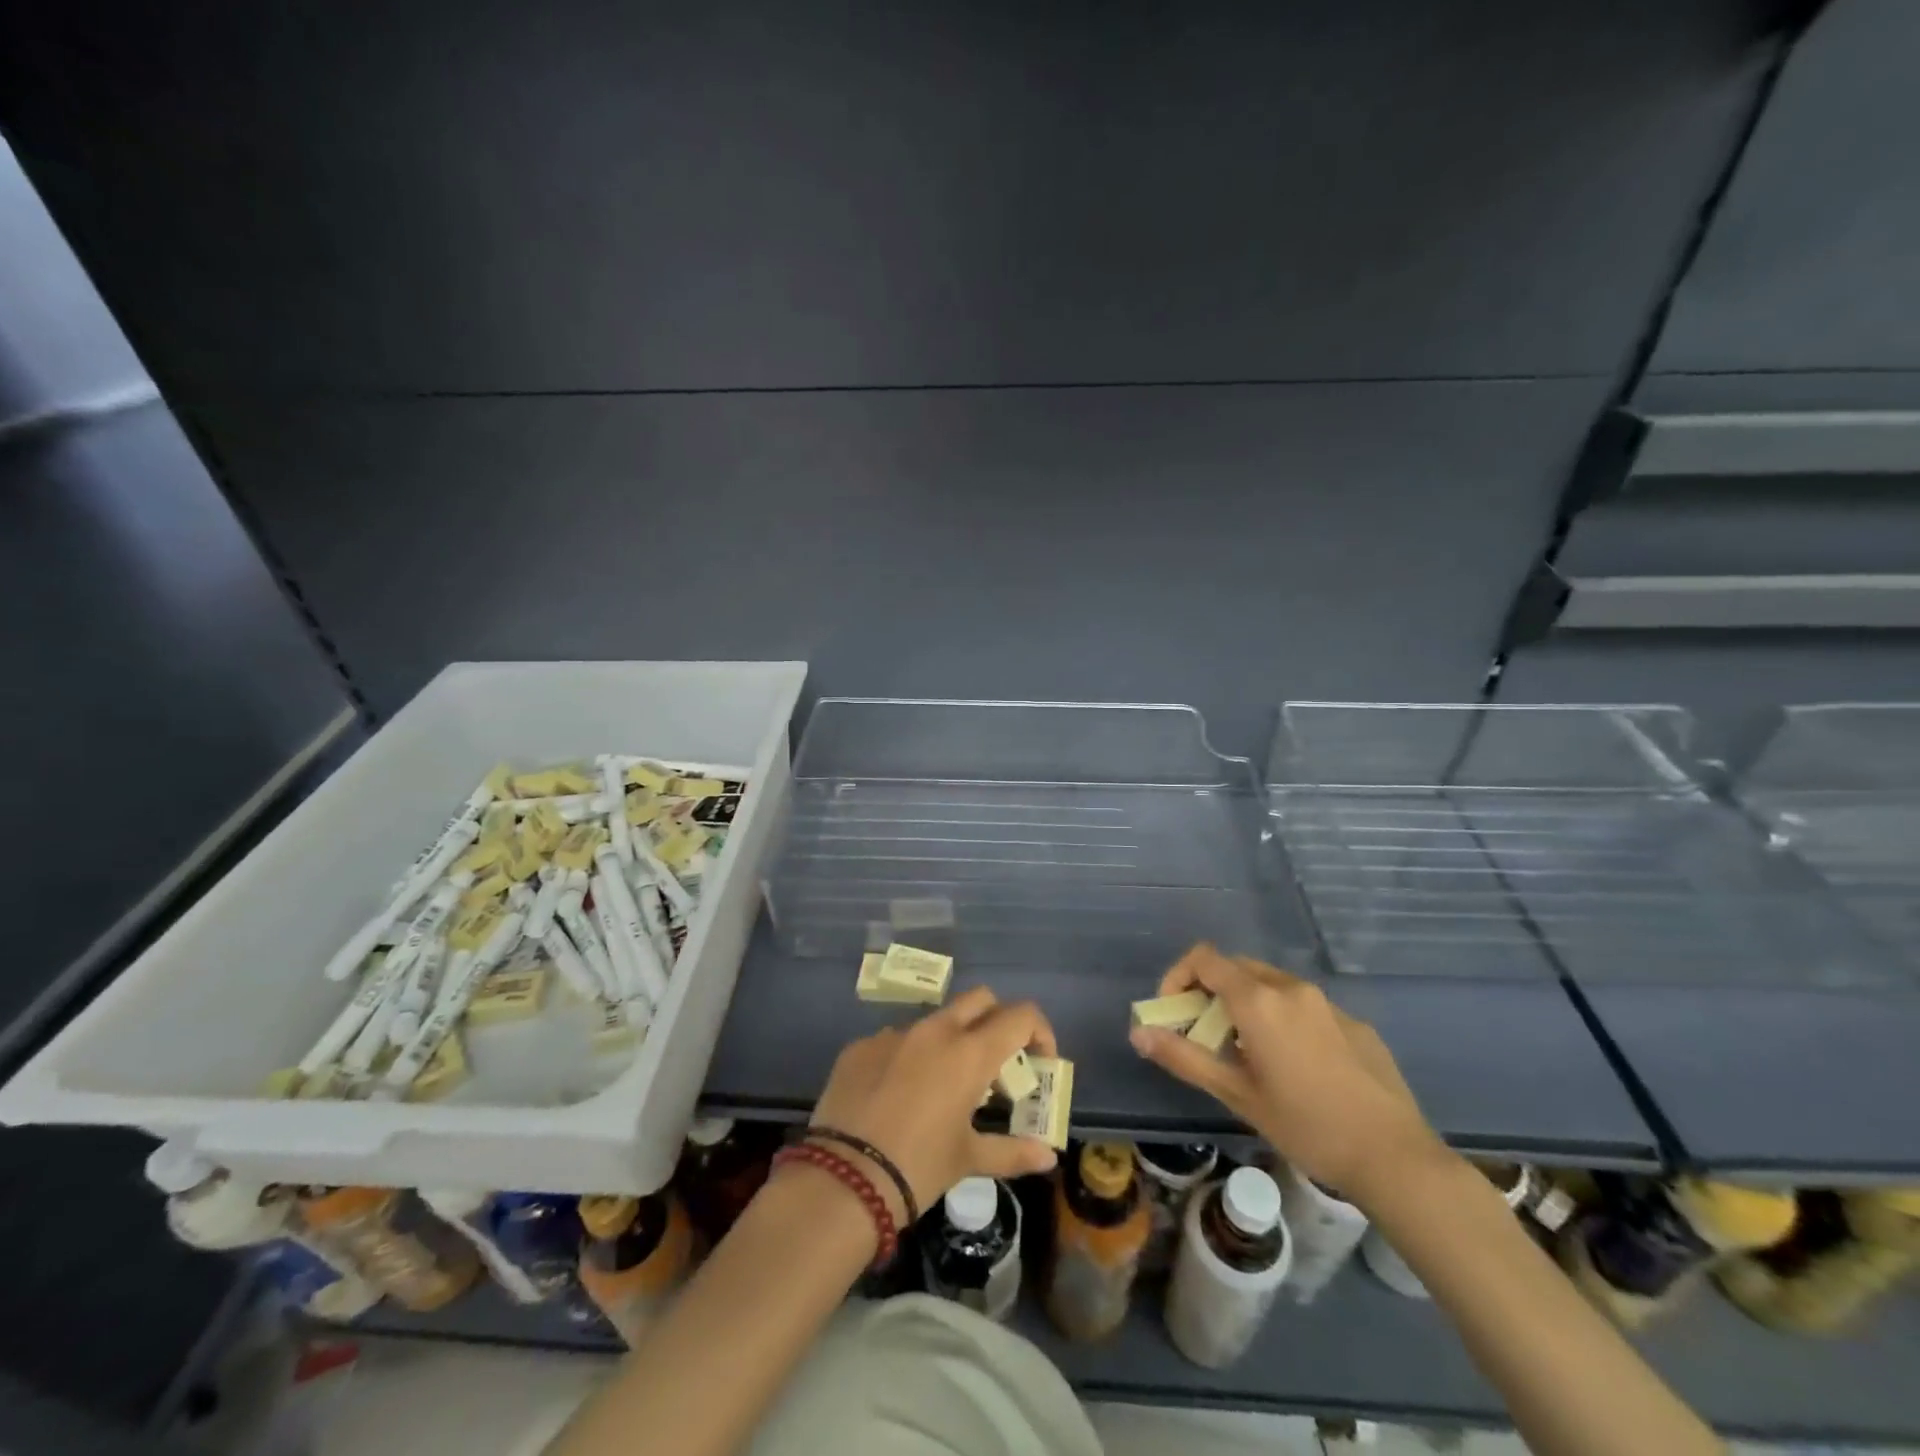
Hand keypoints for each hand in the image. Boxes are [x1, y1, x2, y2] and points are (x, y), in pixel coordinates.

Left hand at [806, 988, 1060, 1223]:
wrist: (842, 1180)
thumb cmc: (917, 1167)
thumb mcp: (968, 1160)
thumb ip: (1012, 1152)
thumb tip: (1048, 1157)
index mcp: (969, 1052)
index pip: (1020, 1016)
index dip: (1038, 1031)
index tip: (1039, 1060)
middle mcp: (935, 1029)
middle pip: (980, 999)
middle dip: (996, 1020)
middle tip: (997, 1061)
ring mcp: (894, 1033)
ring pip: (935, 1019)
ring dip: (950, 1040)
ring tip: (944, 1085)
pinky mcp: (860, 1045)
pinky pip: (895, 1040)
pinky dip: (908, 1057)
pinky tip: (897, 1096)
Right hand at [1129, 944, 1442, 1201]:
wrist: (1395, 1158)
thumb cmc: (1306, 1126)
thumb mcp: (1236, 1095)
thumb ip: (1183, 1057)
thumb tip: (1138, 1032)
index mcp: (1258, 1000)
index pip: (1204, 958)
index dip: (1179, 976)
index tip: (1174, 1013)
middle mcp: (1291, 988)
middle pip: (1236, 968)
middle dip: (1211, 993)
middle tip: (1206, 1037)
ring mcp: (1327, 1003)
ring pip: (1271, 986)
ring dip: (1247, 1006)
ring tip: (1249, 1056)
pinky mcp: (1355, 1023)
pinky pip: (1305, 1006)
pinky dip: (1283, 1020)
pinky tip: (1297, 1069)